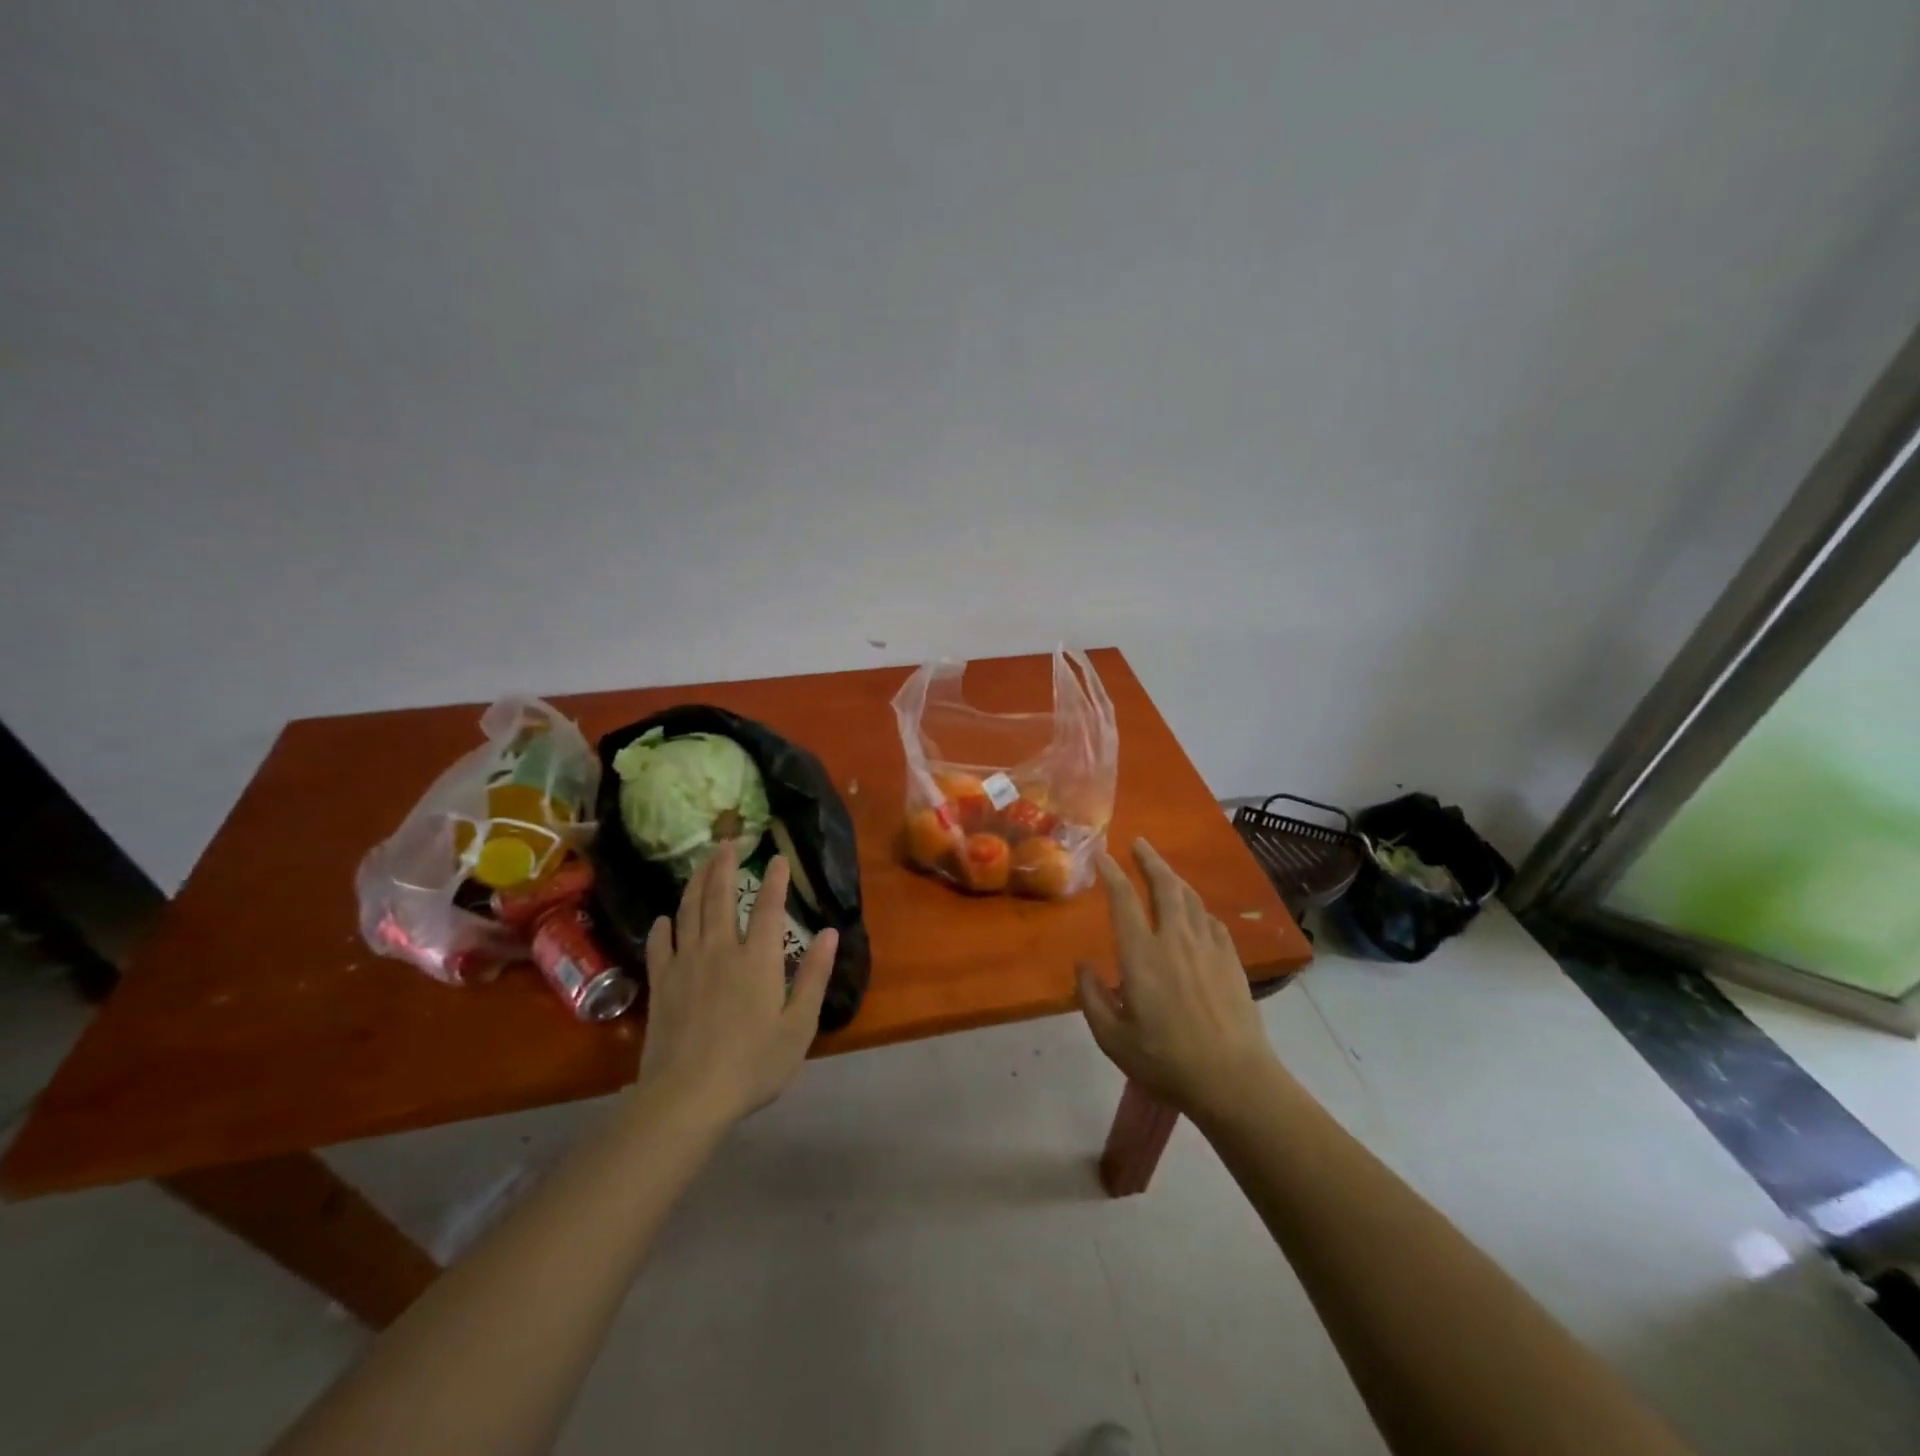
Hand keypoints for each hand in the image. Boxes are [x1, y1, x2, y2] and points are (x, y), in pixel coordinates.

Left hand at [636, 841, 838, 1125]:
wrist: (687, 1097)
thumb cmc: (753, 1064)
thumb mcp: (798, 1026)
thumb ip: (814, 976)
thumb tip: (829, 933)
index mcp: (757, 959)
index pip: (768, 907)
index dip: (774, 880)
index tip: (776, 857)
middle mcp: (720, 950)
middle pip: (720, 897)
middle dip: (725, 866)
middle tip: (728, 841)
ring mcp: (686, 965)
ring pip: (689, 912)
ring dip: (696, 883)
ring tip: (702, 863)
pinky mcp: (662, 984)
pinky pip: (660, 945)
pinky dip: (664, 927)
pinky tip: (665, 918)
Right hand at [1077, 838, 1279, 1122]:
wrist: (1233, 1080)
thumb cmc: (1166, 1062)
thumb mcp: (1112, 1039)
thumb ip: (1091, 998)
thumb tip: (1083, 966)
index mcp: (1142, 956)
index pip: (1124, 900)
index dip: (1112, 873)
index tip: (1103, 855)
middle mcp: (1175, 940)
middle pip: (1164, 886)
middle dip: (1149, 860)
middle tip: (1139, 843)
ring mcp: (1207, 947)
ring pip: (1190, 898)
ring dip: (1173, 877)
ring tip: (1163, 869)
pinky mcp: (1230, 960)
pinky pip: (1210, 920)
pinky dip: (1197, 907)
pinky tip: (1194, 911)